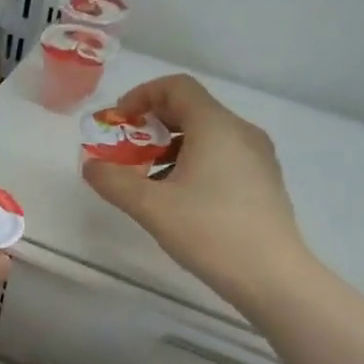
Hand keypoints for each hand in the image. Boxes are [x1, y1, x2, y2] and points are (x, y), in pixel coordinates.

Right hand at [81, 74, 307, 312]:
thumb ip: (114, 181)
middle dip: (152, 125)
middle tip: (125, 152)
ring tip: (147, 180)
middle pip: (191, 109)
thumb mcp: (151, 207)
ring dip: (170, 147)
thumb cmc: (210, 232)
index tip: (118, 122)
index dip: (142, 95)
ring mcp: (257, 156)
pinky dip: (193, 162)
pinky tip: (179, 197)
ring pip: (207, 135)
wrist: (272, 276)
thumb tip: (90, 166)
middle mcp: (241, 131)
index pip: (177, 87)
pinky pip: (222, 155)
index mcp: (216, 126)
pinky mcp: (263, 181)